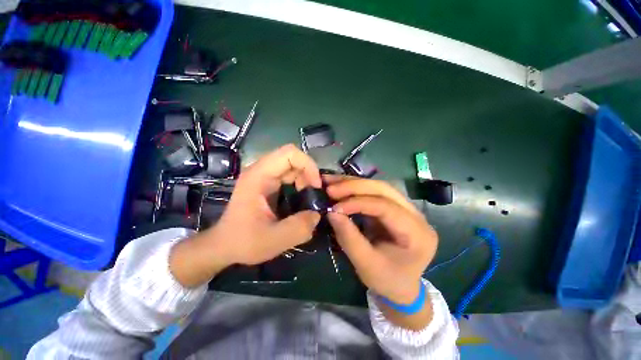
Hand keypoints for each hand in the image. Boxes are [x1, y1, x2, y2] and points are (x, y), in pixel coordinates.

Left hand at [169, 144, 321, 286]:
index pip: (289, 153)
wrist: (223, 245)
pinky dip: (300, 185)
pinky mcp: (268, 184)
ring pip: (293, 167)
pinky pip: (290, 176)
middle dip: (309, 174)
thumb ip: (300, 228)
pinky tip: (301, 199)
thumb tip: (317, 214)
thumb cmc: (243, 241)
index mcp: (259, 176)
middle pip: (293, 159)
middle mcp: (261, 171)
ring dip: (306, 180)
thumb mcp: (273, 240)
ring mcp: (264, 176)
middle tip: (314, 195)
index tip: (316, 186)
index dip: (308, 165)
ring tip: (308, 199)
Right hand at [325, 176, 437, 328]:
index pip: (387, 208)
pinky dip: (355, 188)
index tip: (334, 207)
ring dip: (353, 183)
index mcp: (418, 233)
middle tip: (330, 188)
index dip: (358, 203)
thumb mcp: (366, 265)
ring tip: (331, 182)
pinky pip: (374, 192)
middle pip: (384, 190)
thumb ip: (349, 238)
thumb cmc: (387, 281)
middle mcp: (416, 215)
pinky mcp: (394, 207)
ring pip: (378, 187)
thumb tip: (331, 212)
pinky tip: (340, 186)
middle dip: (355, 186)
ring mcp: (406, 208)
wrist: (400, 286)